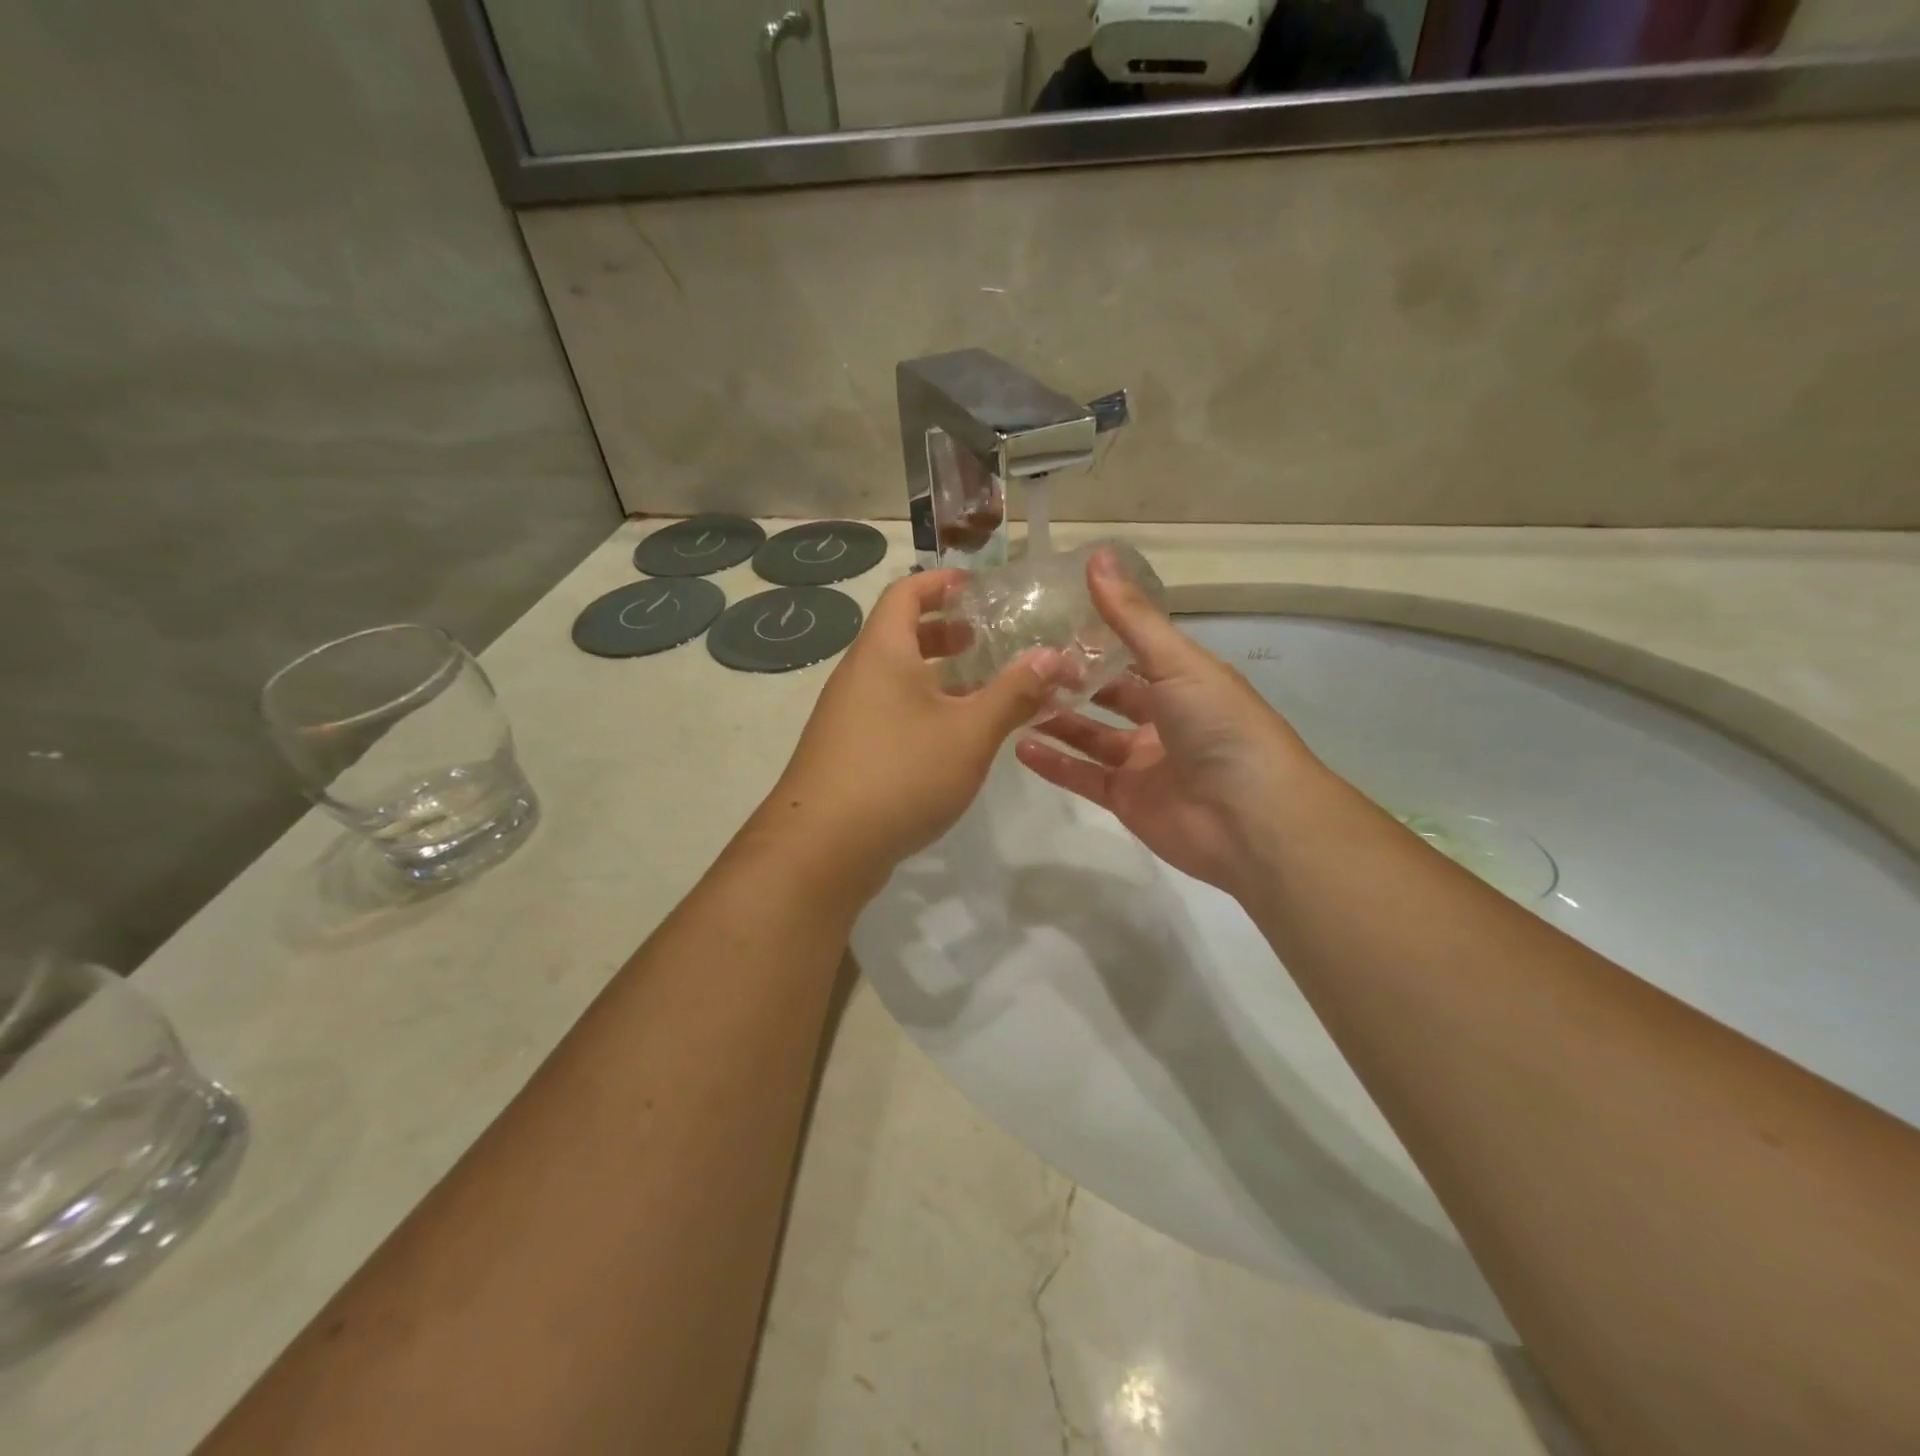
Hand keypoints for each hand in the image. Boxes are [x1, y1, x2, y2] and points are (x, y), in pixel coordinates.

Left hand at [759, 568, 1062, 893]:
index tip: (977, 588)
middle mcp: (858, 675)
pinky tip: (954, 740)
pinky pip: (890, 712)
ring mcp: (848, 716)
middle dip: (946, 633)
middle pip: (900, 635)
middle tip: (989, 640)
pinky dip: (923, 710)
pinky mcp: (847, 752)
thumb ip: (1013, 693)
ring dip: (938, 677)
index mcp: (882, 652)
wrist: (823, 848)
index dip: (941, 583)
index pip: (905, 593)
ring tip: (983, 689)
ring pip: (897, 679)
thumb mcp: (969, 732)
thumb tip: (1053, 657)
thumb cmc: (900, 773)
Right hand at [1015, 550, 1315, 899]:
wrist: (1249, 819)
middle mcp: (1164, 719)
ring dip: (1055, 721)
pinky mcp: (1126, 800)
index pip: (1134, 653)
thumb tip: (1096, 556)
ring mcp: (1143, 762)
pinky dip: (1054, 764)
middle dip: (1071, 681)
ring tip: (1012, 701)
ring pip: (1090, 736)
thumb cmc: (1219, 727)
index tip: (1050, 619)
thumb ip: (1132, 618)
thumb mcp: (1177, 662)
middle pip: (1109, 695)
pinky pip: (1083, 777)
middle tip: (1022, 663)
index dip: (1097, 638)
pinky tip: (1019, 746)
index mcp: (1184, 681)